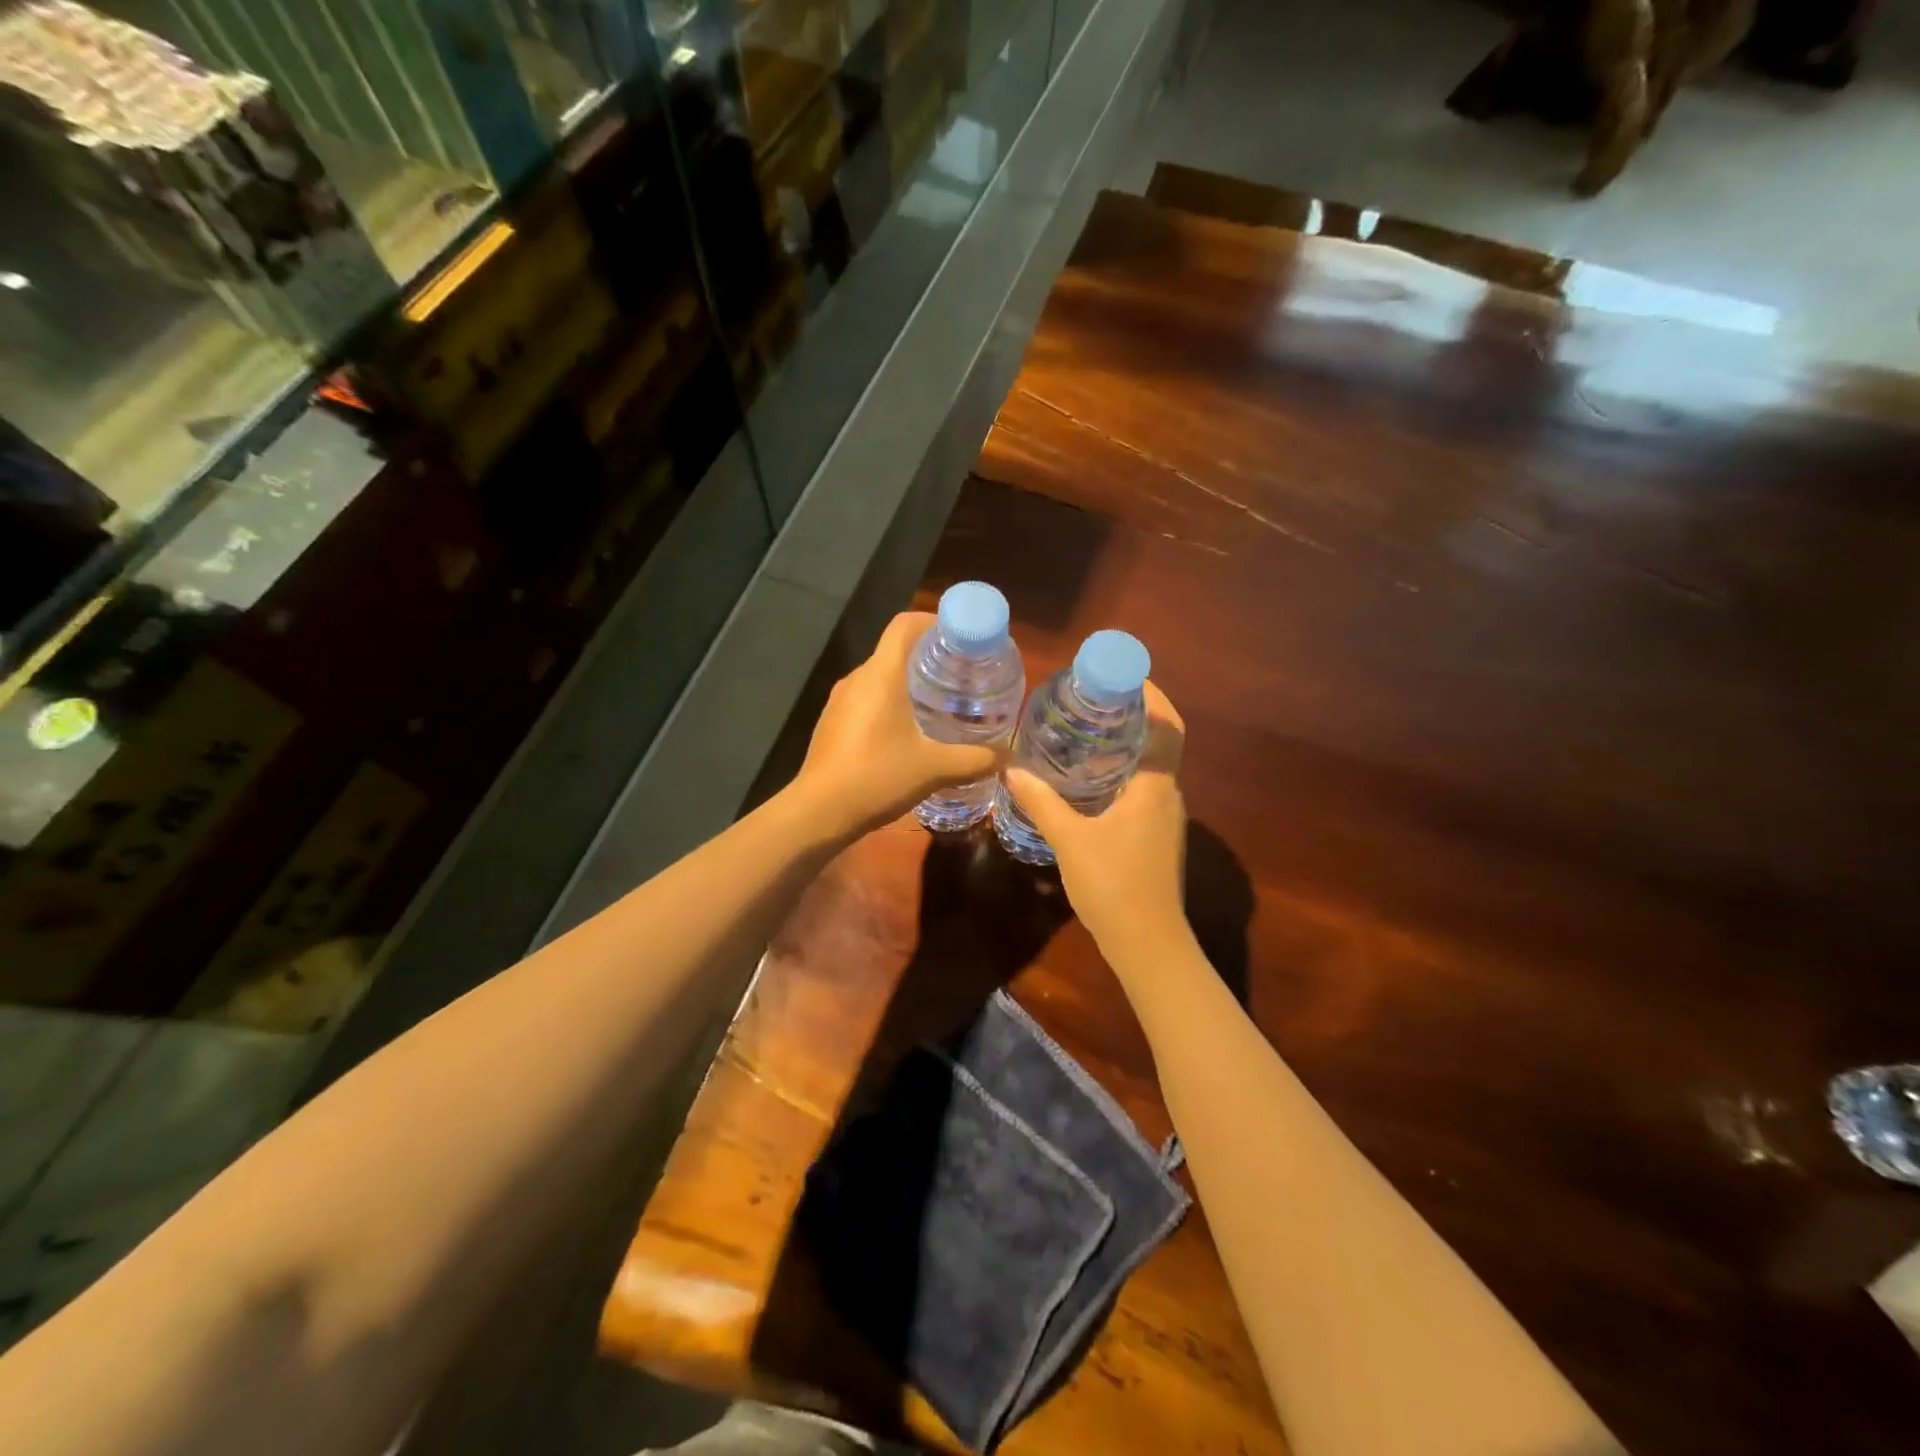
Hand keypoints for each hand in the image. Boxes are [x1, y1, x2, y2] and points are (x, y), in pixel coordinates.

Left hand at [793, 611, 1008, 835]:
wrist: (818, 813)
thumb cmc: (877, 777)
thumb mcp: (934, 769)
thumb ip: (975, 759)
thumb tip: (1006, 756)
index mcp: (881, 674)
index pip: (905, 624)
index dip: (935, 621)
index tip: (963, 639)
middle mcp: (857, 678)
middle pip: (896, 650)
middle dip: (930, 657)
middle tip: (963, 676)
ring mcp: (840, 701)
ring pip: (881, 677)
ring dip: (910, 683)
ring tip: (942, 704)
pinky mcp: (833, 723)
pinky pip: (867, 699)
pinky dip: (891, 703)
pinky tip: (910, 733)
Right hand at [1005, 681, 1188, 957]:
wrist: (1147, 943)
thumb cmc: (1113, 884)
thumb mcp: (1070, 839)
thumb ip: (1042, 802)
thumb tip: (1012, 769)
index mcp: (1155, 786)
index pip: (1167, 726)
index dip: (1151, 695)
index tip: (1121, 675)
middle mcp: (1168, 795)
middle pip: (1160, 741)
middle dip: (1134, 715)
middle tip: (1092, 699)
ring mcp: (1165, 819)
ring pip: (1152, 767)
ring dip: (1128, 745)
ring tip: (1087, 731)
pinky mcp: (1156, 837)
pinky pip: (1144, 789)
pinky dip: (1123, 772)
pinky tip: (1090, 780)